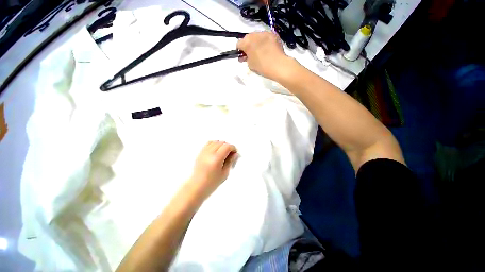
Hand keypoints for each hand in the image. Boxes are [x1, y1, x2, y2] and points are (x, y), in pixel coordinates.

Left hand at [188, 141, 237, 198]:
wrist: (197, 186)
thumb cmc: (212, 183)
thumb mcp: (225, 173)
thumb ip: (231, 161)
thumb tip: (235, 154)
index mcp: (216, 159)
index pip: (227, 146)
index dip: (233, 148)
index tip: (235, 153)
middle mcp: (209, 153)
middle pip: (221, 142)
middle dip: (228, 146)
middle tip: (230, 154)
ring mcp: (203, 152)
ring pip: (215, 141)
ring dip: (221, 145)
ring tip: (223, 152)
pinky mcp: (200, 153)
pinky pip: (209, 143)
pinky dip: (214, 144)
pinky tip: (216, 151)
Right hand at [236, 31, 291, 80]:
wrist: (278, 65)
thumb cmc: (261, 67)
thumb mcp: (250, 65)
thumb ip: (246, 59)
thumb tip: (245, 56)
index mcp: (246, 42)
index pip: (239, 43)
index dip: (240, 50)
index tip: (243, 56)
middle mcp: (254, 34)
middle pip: (248, 38)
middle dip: (248, 45)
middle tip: (251, 54)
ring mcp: (264, 33)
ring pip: (257, 36)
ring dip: (257, 42)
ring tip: (261, 51)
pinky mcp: (273, 34)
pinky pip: (266, 37)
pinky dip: (265, 42)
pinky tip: (268, 49)